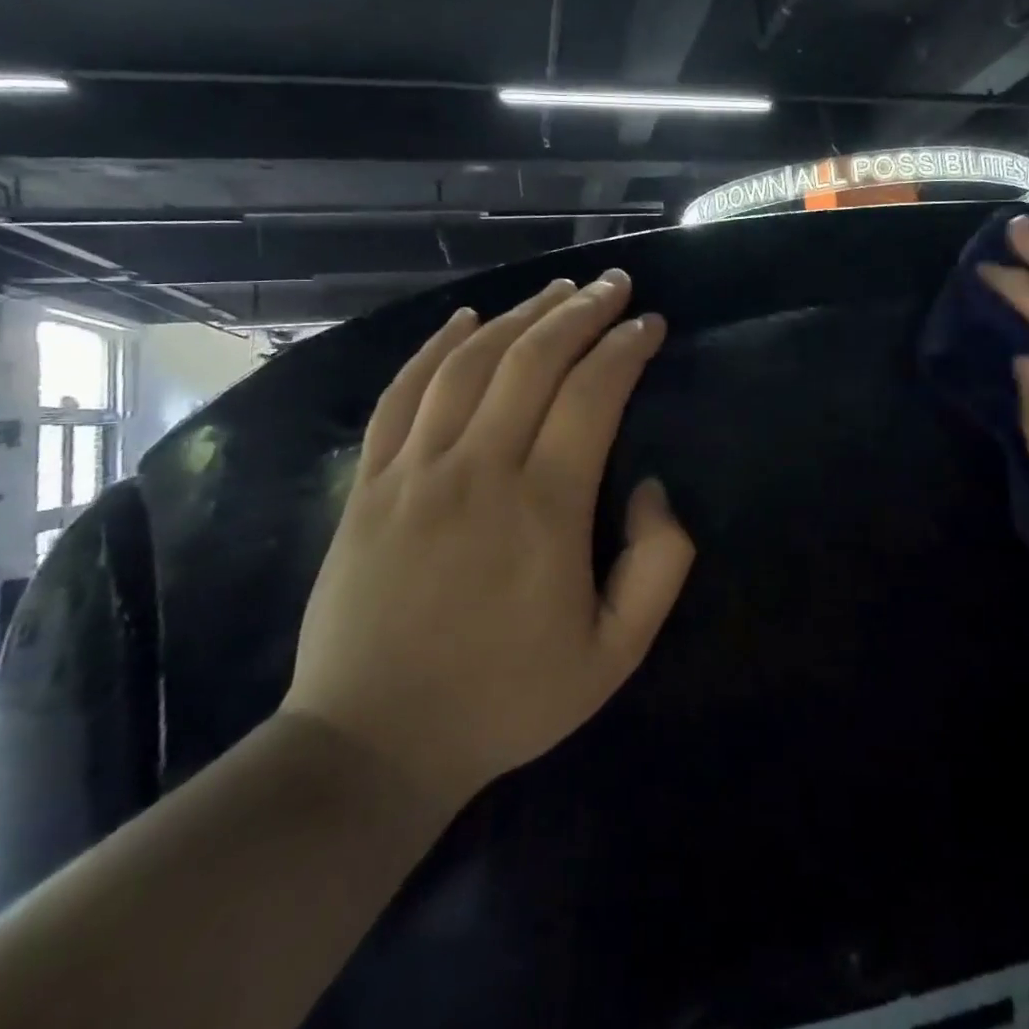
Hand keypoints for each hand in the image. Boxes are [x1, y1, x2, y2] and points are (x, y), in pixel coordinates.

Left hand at [281, 270, 694, 809]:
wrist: (373, 742)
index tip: (650, 325)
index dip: (626, 348)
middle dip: (582, 311)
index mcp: (544, 508)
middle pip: (534, 360)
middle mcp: (478, 469)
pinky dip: (435, 345)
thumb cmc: (506, 700)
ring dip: (521, 315)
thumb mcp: (615, 654)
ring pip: (471, 362)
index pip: (594, 394)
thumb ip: (659, 566)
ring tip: (558, 289)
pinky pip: (404, 392)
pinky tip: (465, 317)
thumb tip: (653, 488)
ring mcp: (414, 470)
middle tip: (614, 285)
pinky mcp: (369, 482)